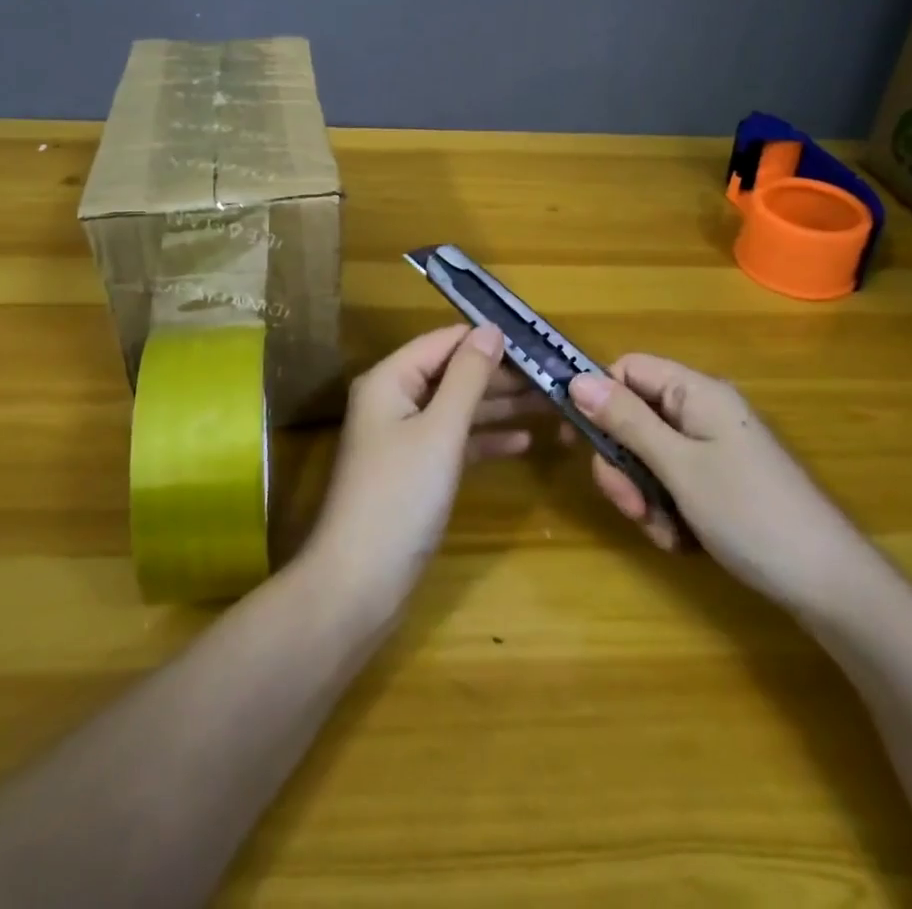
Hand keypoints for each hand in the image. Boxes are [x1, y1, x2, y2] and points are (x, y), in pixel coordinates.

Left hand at [304, 325, 544, 619]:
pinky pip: (455, 442)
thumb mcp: (440, 430)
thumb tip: (491, 329)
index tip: (536, 343)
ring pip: (458, 409)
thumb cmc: (400, 496)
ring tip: (550, 405)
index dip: (487, 338)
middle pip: (453, 374)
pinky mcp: (415, 471)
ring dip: (500, 407)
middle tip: (552, 379)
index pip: (444, 341)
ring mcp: (404, 437)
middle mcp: (394, 400)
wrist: (359, 584)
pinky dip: (485, 440)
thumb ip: (468, 377)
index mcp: (390, 379)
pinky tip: (524, 442)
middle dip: (500, 375)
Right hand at [567, 355, 864, 608]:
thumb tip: (576, 380)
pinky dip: (668, 512)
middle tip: (632, 506)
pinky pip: (674, 484)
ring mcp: (714, 449)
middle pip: (635, 418)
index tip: (580, 441)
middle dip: (624, 464)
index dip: (599, 398)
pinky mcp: (721, 483)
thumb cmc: (749, 513)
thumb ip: (626, 421)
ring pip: (650, 457)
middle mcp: (703, 412)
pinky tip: (682, 542)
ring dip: (645, 496)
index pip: (629, 370)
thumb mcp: (678, 466)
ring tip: (664, 532)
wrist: (828, 585)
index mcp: (697, 393)